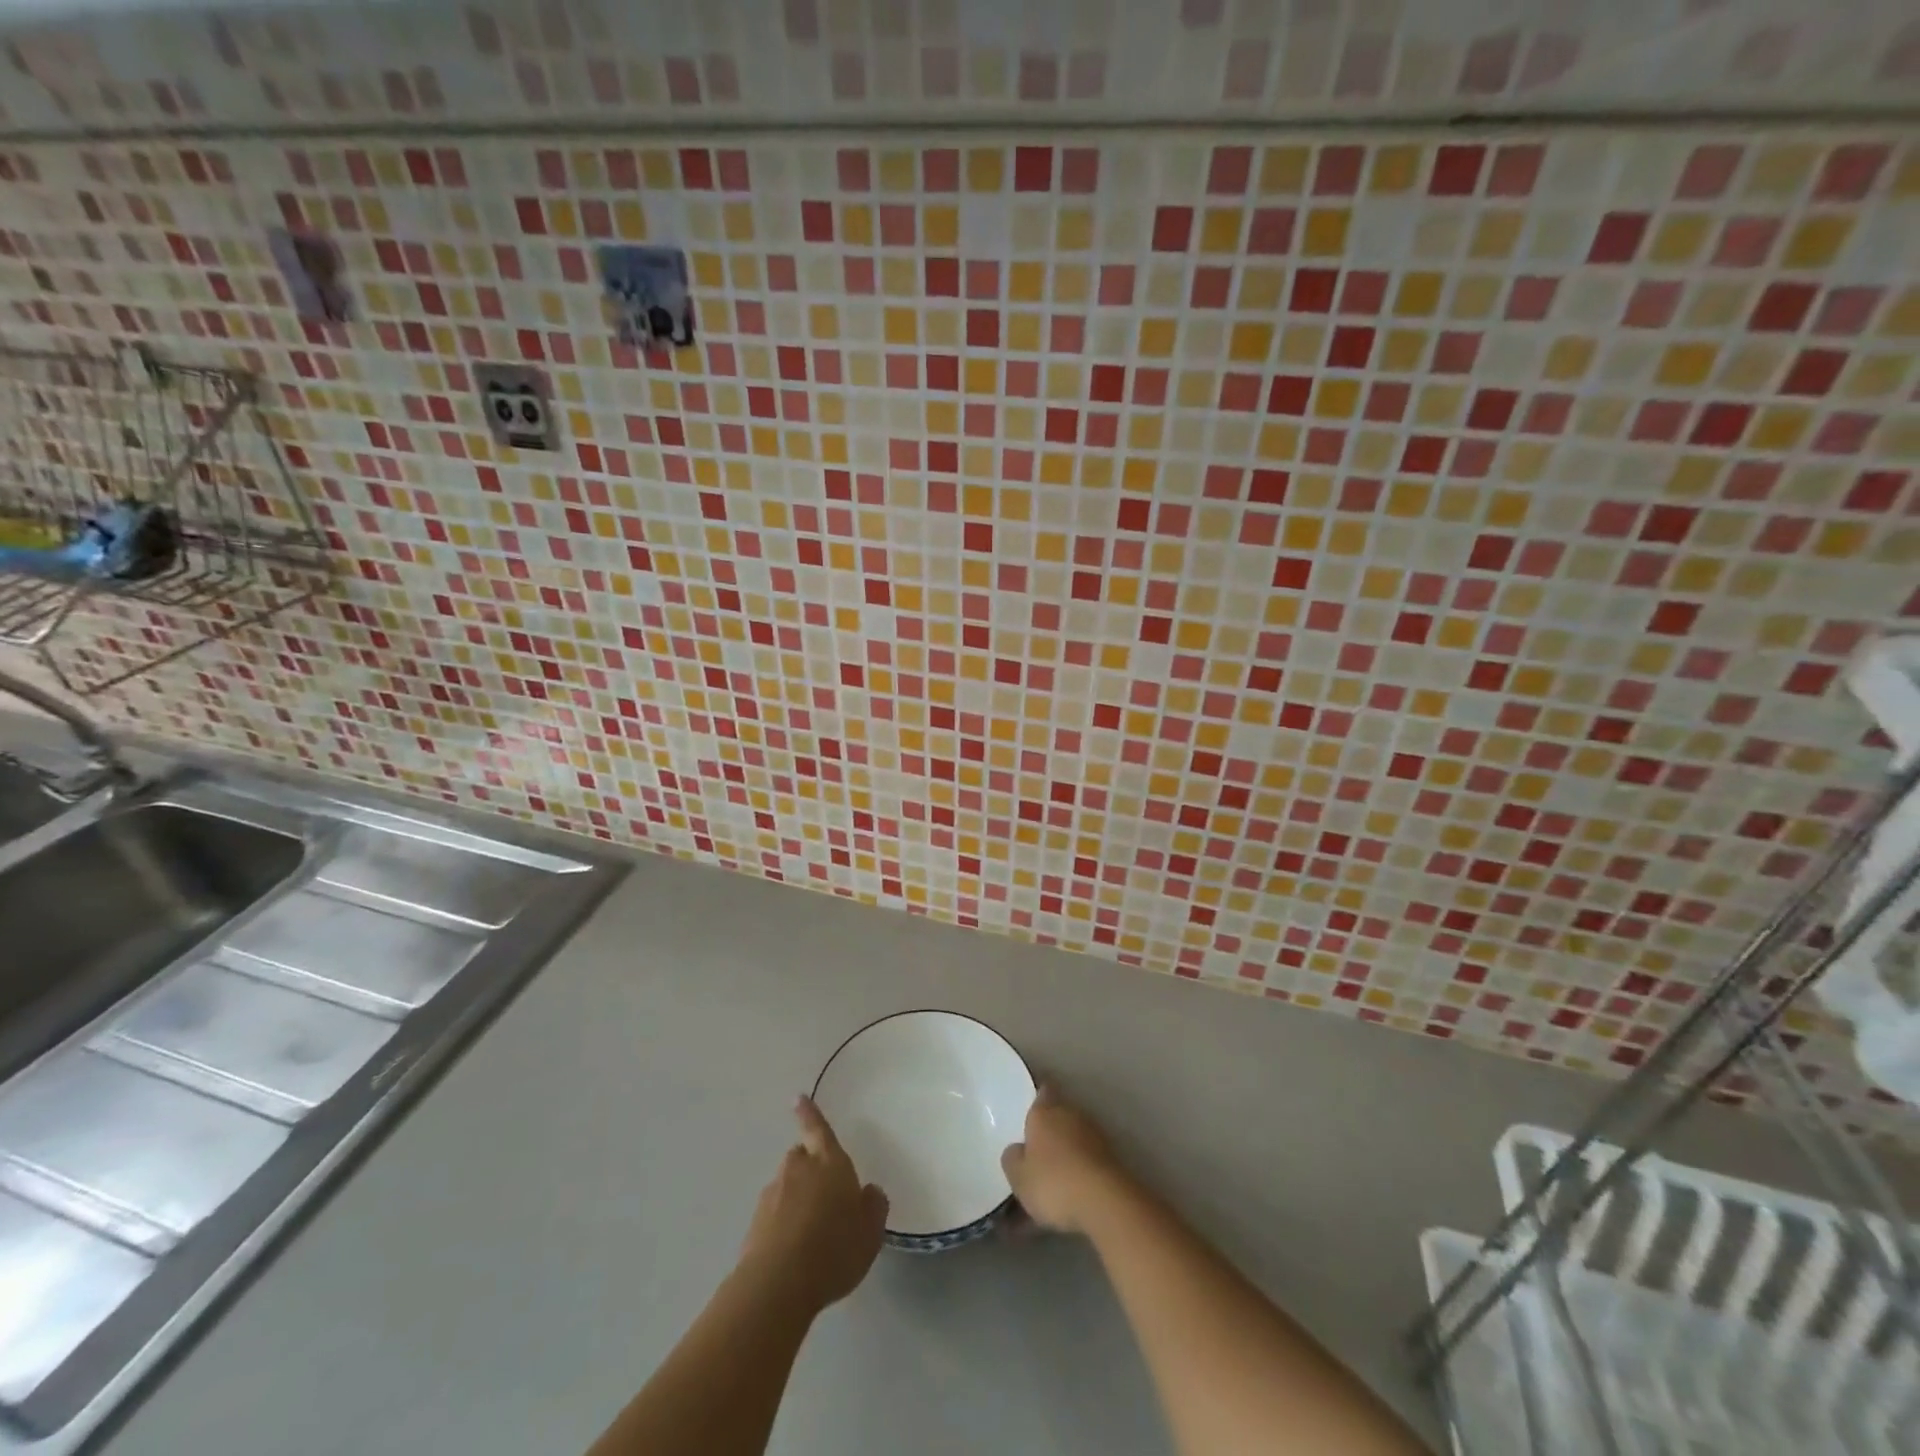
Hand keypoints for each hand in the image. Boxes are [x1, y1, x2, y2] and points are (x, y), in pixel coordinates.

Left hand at [738, 1096, 888, 1315]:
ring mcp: (773, 1195)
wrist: (778, 1284)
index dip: (810, 1114)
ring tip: (810, 1231)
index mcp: (829, 1163)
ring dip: (796, 1198)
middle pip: (801, 1157)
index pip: (819, 1129)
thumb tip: (868, 1192)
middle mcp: (798, 1170)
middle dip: (809, 1167)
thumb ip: (873, 1206)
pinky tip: (793, 1251)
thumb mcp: (870, 1231)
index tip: (798, 1098)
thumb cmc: (834, 1248)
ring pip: (786, 1186)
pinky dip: (782, 1224)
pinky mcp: (755, 1224)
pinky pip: (773, 1214)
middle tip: (823, 1192)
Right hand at [1001, 1082, 1128, 1233]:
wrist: (1105, 1202)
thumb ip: (1012, 1159)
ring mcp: (1094, 1135)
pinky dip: (1079, 1170)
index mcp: (1044, 1111)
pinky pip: (1087, 1159)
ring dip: (1065, 1152)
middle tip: (1035, 1151)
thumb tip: (1016, 1150)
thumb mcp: (1019, 1177)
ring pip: (1073, 1138)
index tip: (1029, 1109)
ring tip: (1053, 1179)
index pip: (1042, 1091)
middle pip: (1058, 1115)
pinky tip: (1071, 1193)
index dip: (1036, 1098)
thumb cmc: (1054, 1182)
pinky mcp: (1111, 1158)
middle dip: (1048, 1130)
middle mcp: (1071, 1114)